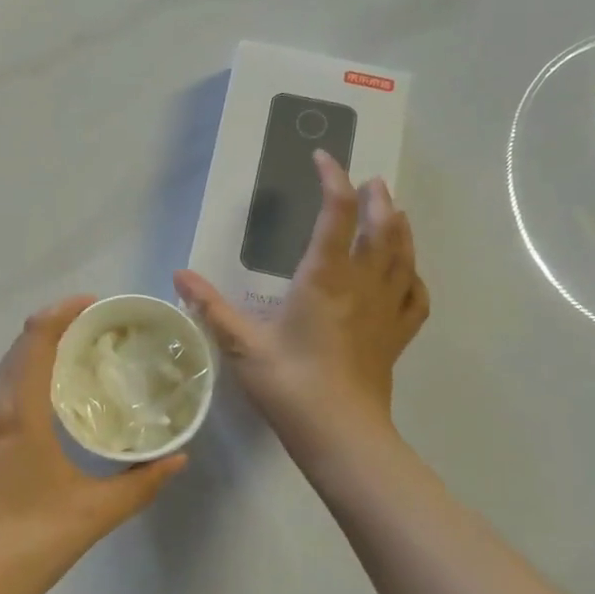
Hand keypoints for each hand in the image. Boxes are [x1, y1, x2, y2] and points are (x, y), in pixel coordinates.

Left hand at [0, 296, 186, 593]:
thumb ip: (141, 483)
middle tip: (101, 333)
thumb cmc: (28, 545)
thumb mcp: (94, 513)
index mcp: (18, 410)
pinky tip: (51, 403)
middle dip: (58, 327)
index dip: (65, 310)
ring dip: (39, 352)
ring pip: (6, 368)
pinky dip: (25, 377)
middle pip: (20, 345)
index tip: (98, 305)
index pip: (37, 336)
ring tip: (80, 361)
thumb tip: (179, 458)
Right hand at [174, 151, 428, 459]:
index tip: (323, 158)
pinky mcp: (397, 336)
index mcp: (325, 278)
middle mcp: (362, 285)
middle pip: (383, 227)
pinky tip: (408, 274)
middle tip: (371, 182)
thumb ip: (212, 306)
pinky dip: (414, 276)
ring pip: (404, 255)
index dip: (333, 179)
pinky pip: (415, 296)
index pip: (337, 214)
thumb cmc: (290, 384)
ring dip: (401, 227)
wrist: (341, 435)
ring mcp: (386, 310)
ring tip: (395, 211)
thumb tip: (179, 274)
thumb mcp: (242, 345)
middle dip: (377, 199)